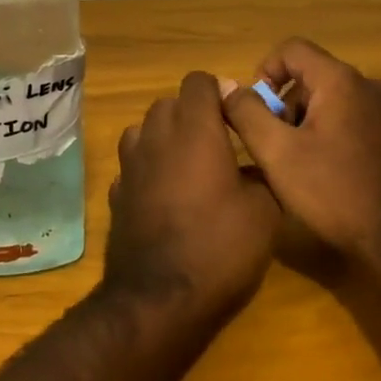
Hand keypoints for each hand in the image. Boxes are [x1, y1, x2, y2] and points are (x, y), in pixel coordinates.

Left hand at [105, 71, 282, 316]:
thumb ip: (262, 174)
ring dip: (165, 138)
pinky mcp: (116, 195)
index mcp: (195, 130)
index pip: (198, 81)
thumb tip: (254, 166)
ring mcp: (130, 166)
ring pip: (143, 131)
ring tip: (188, 166)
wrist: (161, 299)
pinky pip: (132, 167)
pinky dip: (148, 170)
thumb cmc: (221, 247)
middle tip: (218, 143)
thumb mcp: (265, 212)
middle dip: (192, 113)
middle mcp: (156, 138)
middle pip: (168, 103)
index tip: (236, 115)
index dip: (219, 91)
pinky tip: (165, 196)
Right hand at [220, 39, 380, 266]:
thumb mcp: (277, 154)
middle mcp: (371, 86)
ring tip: (300, 164)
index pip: (292, 49)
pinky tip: (329, 173)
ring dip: (309, 122)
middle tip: (275, 146)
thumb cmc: (334, 193)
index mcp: (342, 81)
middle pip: (313, 77)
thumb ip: (246, 113)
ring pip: (334, 100)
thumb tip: (228, 87)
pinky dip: (334, 134)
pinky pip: (356, 120)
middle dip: (286, 105)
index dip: (265, 71)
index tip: (255, 109)